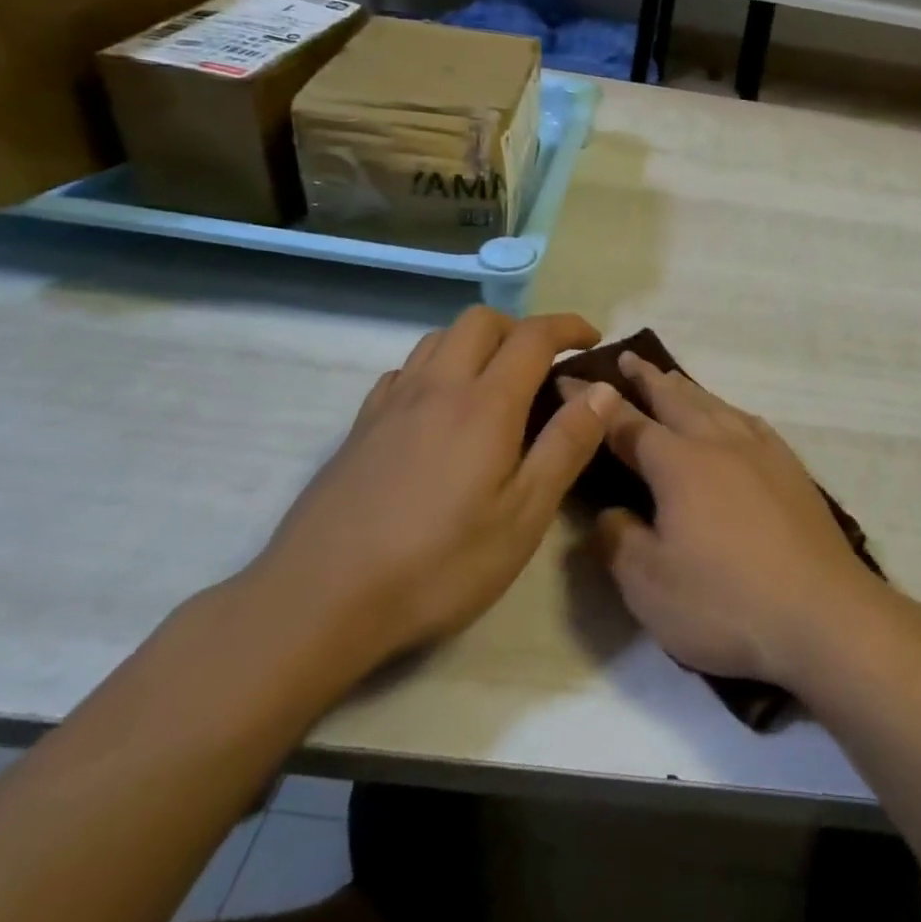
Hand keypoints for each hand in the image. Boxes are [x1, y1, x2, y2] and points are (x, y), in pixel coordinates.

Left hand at [252, 307, 619, 670]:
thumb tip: (602, 389)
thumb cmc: (439, 564)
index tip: (592, 340)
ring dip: (477, 342)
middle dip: (521, 327)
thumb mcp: (523, 516)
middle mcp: (437, 387)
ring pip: (438, 338)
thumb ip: (566, 446)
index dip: (568, 327)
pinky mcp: (360, 427)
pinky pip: (405, 371)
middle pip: (480, 321)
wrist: (319, 601)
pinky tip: (440, 409)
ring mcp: (391, 404)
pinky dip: (436, 368)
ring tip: (496, 382)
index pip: (533, 336)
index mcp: (484, 404)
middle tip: (544, 364)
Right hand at [584, 355, 888, 689]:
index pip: (624, 423)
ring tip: (671, 378)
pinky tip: (731, 416)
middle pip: (675, 399)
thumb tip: (609, 512)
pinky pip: (750, 422)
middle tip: (626, 358)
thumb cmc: (726, 602)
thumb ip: (617, 541)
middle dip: (646, 378)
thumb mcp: (649, 585)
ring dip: (686, 389)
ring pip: (715, 405)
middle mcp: (719, 443)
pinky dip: (728, 410)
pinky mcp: (791, 469)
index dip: (593, 403)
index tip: (569, 381)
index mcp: (678, 463)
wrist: (822, 614)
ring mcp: (761, 452)